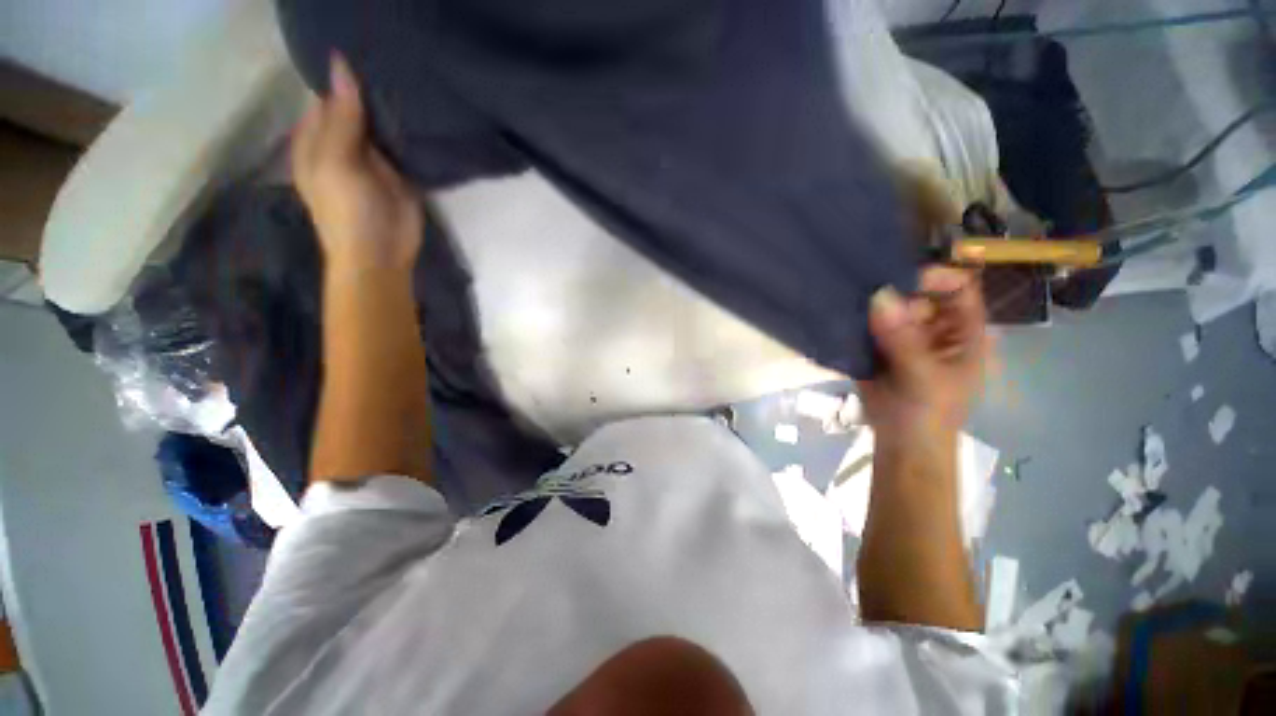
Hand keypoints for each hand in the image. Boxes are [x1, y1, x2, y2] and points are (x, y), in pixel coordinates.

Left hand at [292, 54, 423, 272]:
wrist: (382, 256)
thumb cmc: (347, 212)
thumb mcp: (336, 162)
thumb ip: (341, 117)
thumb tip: (340, 63)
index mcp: (317, 137)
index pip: (328, 95)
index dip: (345, 77)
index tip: (371, 54)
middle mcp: (344, 143)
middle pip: (358, 107)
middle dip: (374, 91)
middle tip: (399, 65)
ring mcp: (375, 159)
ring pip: (383, 125)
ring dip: (396, 111)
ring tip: (415, 82)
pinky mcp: (400, 174)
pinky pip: (405, 147)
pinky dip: (412, 134)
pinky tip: (425, 117)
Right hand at [858, 267, 991, 449]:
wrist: (900, 445)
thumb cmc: (928, 414)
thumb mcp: (923, 377)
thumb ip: (903, 338)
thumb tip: (879, 295)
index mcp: (962, 332)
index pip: (957, 287)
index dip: (934, 277)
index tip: (896, 279)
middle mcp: (934, 328)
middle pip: (916, 295)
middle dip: (891, 291)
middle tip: (859, 291)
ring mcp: (904, 338)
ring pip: (887, 310)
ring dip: (868, 306)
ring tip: (843, 300)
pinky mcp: (877, 348)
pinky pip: (866, 327)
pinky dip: (853, 322)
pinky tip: (837, 317)